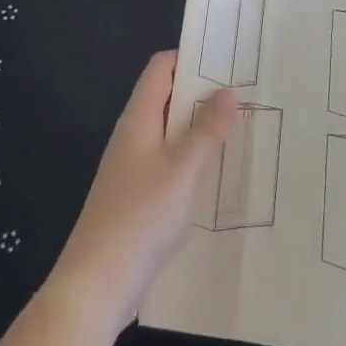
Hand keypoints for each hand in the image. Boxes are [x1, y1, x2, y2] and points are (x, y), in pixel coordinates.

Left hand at [51, 53, 238, 333]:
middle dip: (204, 94)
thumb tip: (227, 90)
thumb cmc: (139, 218)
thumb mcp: (181, 171)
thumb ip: (205, 130)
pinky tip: (221, 175)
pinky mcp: (139, 197)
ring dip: (202, 128)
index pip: (162, 68)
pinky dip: (194, 159)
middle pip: (169, 98)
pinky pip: (171, 163)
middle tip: (249, 94)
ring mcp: (134, 167)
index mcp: (139, 119)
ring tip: (245, 129)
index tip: (230, 61)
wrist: (96, 286)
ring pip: (172, 132)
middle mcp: (134, 135)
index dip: (191, 58)